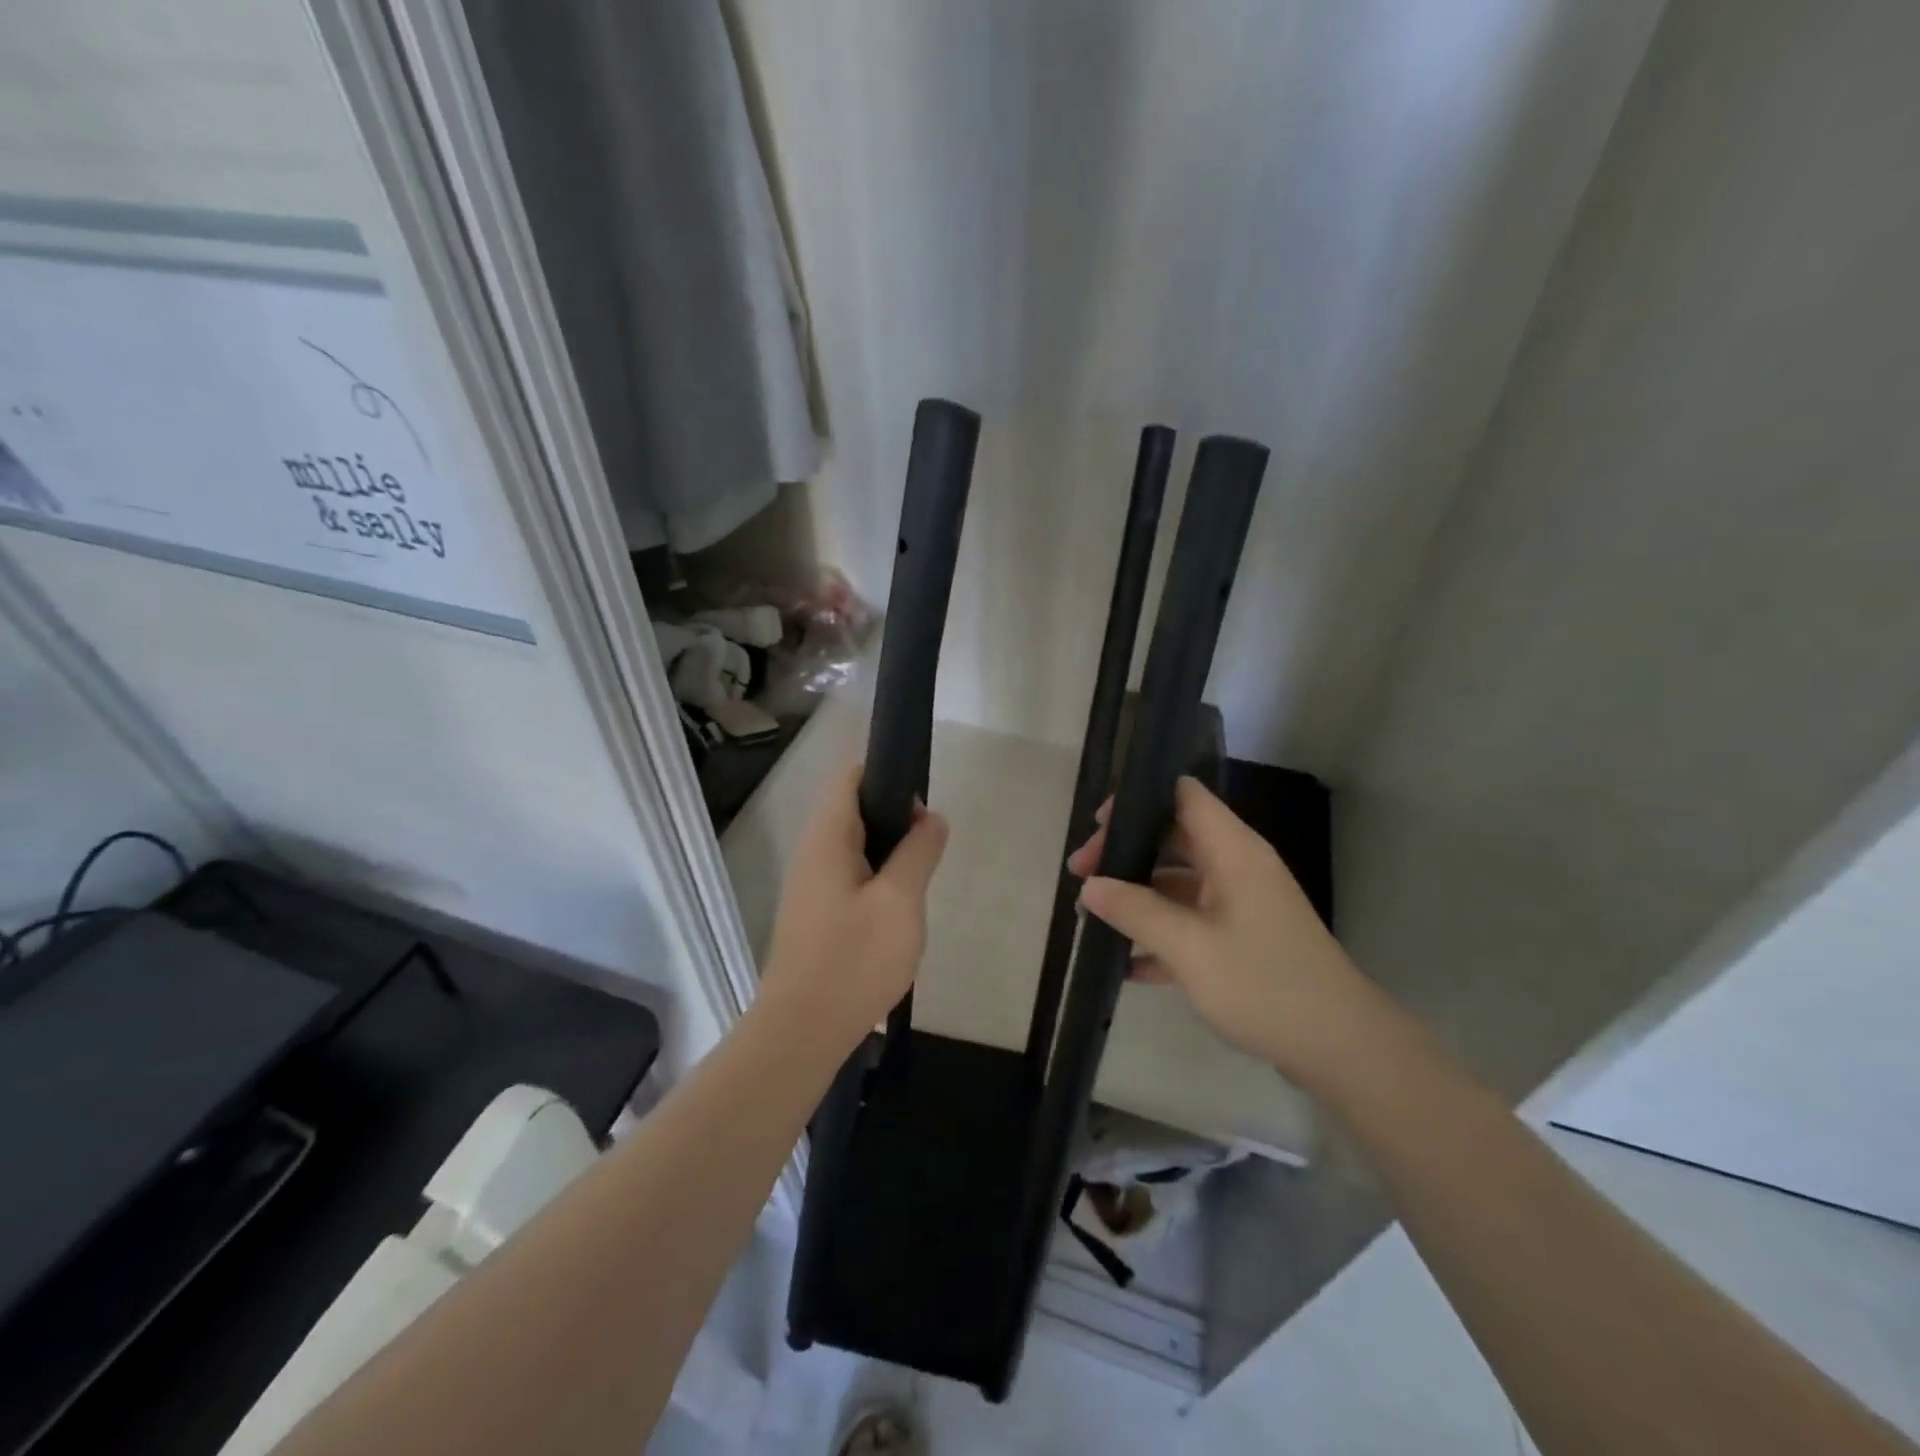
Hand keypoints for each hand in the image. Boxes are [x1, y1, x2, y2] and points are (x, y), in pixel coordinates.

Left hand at [759, 762, 948, 1052]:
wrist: (802, 1031)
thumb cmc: (853, 960)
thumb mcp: (901, 901)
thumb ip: (919, 852)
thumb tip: (931, 818)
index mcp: (827, 838)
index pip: (850, 777)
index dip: (886, 775)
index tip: (920, 805)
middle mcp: (812, 853)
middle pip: (854, 811)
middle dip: (895, 821)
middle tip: (928, 852)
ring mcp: (810, 886)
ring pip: (855, 849)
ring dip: (889, 857)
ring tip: (918, 885)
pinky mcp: (815, 916)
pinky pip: (850, 880)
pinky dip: (877, 883)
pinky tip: (897, 915)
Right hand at [1068, 776, 1374, 1090]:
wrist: (1340, 1046)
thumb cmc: (1264, 984)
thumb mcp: (1189, 948)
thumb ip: (1135, 911)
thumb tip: (1090, 886)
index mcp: (1232, 850)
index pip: (1183, 795)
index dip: (1138, 800)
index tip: (1097, 829)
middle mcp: (1237, 866)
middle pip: (1173, 838)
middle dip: (1126, 853)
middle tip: (1082, 878)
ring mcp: (1241, 903)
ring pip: (1179, 881)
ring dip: (1138, 895)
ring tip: (1093, 916)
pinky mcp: (1243, 937)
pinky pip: (1192, 919)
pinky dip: (1161, 931)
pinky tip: (1128, 964)